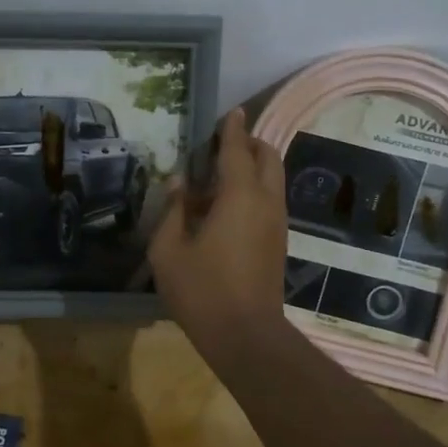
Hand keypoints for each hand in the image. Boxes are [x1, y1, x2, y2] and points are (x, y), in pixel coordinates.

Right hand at [150, 107, 291, 361]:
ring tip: (219, 179)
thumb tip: (179, 185)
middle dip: (250, 144)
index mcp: (240, 196)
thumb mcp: (168, 251)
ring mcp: (277, 222)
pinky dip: (255, 190)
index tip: (231, 112)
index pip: (238, 150)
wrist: (246, 335)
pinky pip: (271, 200)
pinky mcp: (279, 241)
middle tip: (223, 145)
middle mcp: (266, 202)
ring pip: (273, 179)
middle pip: (269, 158)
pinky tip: (227, 208)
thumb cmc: (202, 290)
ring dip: (253, 168)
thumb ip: (173, 211)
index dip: (233, 129)